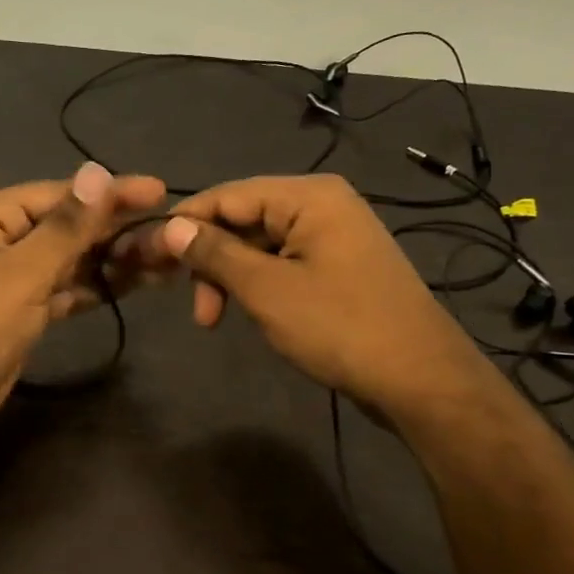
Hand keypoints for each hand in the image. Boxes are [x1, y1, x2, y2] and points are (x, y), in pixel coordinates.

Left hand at [0, 162, 166, 446]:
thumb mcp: (21, 274)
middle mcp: (3, 239)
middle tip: (174, 233)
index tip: (161, 191)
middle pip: (71, 226)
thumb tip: (97, 170)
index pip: (63, 195)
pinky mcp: (25, 310)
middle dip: (119, 229)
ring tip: (168, 258)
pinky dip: (100, 286)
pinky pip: (69, 288)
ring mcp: (14, 277)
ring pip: (74, 259)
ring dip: (115, 259)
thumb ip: (66, 226)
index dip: (112, 194)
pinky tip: (138, 282)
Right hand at [157, 174, 484, 414]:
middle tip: (198, 311)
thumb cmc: (339, 326)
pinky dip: (259, 285)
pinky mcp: (338, 266)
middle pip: (243, 218)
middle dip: (212, 261)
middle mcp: (322, 204)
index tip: (152, 260)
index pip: (226, 195)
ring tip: (217, 319)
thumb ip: (215, 254)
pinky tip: (252, 313)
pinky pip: (284, 263)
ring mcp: (334, 236)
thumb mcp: (267, 289)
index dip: (186, 224)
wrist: (420, 379)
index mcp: (308, 196)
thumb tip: (170, 227)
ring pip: (261, 245)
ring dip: (232, 278)